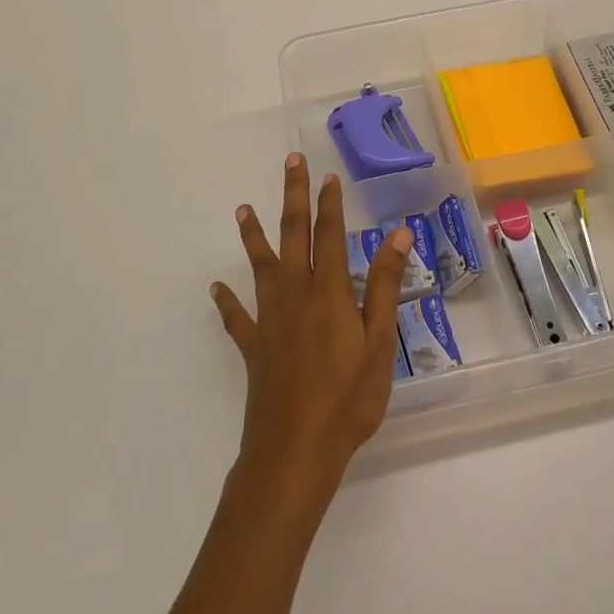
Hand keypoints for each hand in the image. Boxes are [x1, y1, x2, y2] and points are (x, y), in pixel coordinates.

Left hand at [211, 154, 411, 507]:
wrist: (295, 451)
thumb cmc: (348, 398)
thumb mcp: (379, 342)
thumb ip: (383, 285)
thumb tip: (398, 234)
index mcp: (328, 292)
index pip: (330, 235)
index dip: (330, 204)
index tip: (329, 176)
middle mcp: (295, 295)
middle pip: (293, 235)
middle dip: (293, 197)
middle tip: (290, 163)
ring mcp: (269, 320)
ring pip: (260, 266)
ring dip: (253, 236)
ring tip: (242, 209)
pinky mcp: (253, 347)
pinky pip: (236, 317)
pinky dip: (226, 301)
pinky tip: (215, 289)